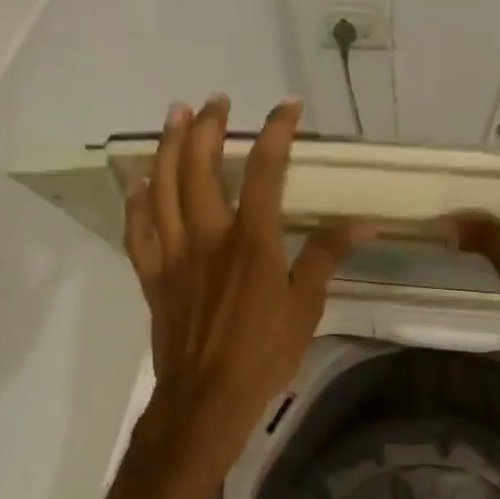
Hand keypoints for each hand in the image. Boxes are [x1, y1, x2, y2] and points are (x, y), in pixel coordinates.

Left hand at [122, 95, 369, 474]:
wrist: (206, 398)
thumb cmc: (264, 353)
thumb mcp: (306, 306)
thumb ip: (326, 257)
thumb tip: (363, 223)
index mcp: (251, 241)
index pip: (265, 171)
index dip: (276, 133)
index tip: (287, 107)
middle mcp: (208, 235)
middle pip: (201, 167)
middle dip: (208, 127)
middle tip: (215, 101)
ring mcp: (173, 253)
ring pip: (163, 186)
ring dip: (169, 146)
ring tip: (175, 116)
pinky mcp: (152, 275)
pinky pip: (137, 229)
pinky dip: (136, 201)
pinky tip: (139, 181)